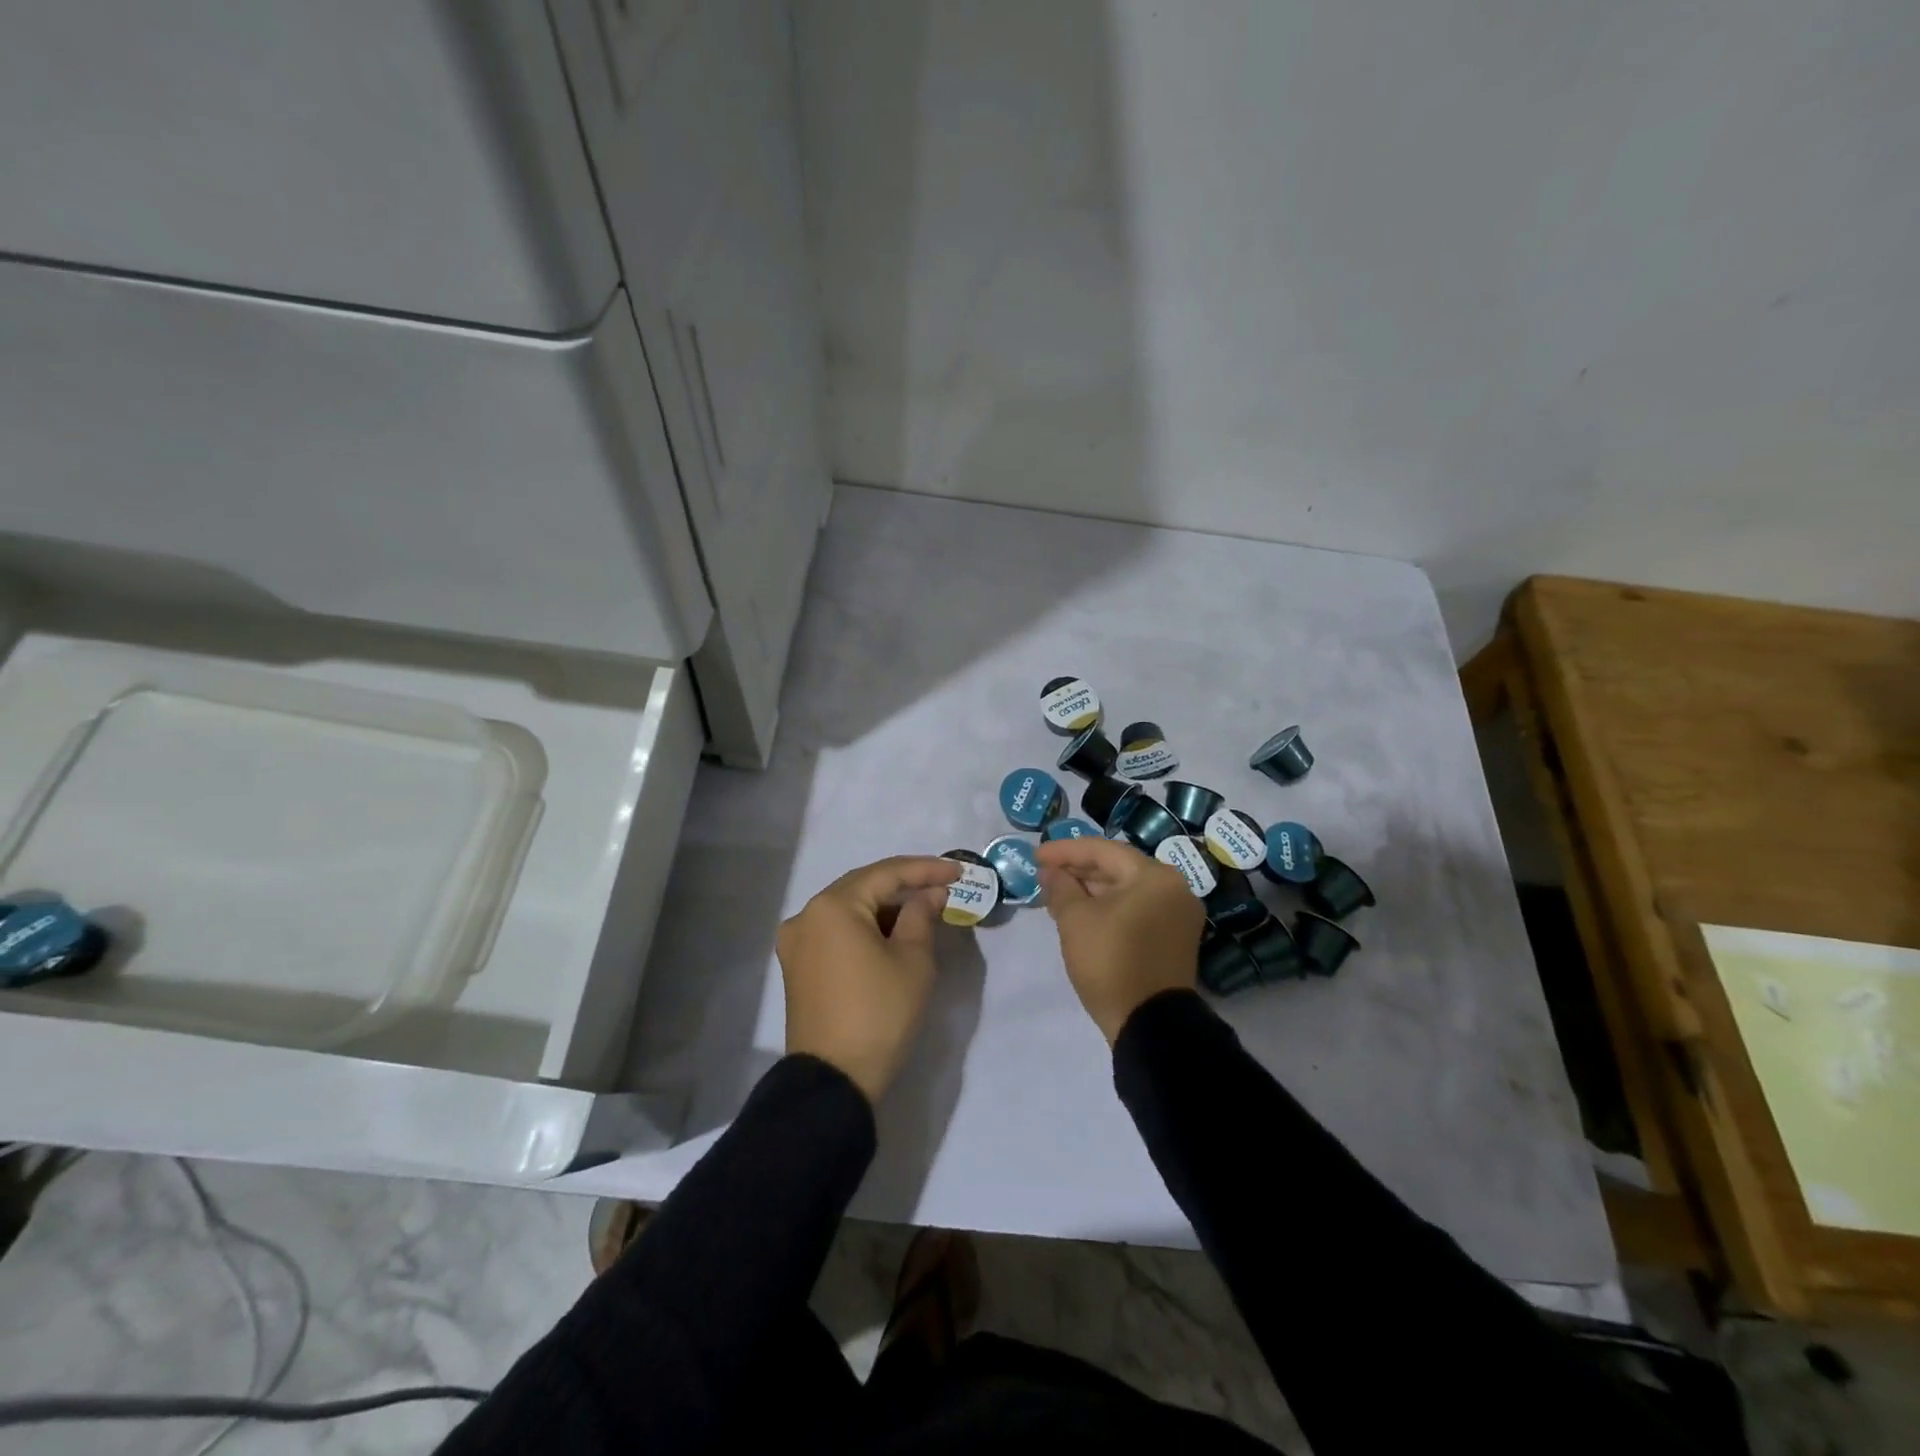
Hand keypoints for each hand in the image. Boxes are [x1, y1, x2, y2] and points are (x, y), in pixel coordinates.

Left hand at [777, 855, 962, 1103]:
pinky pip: (837, 931)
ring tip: (924, 910)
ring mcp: (797, 941)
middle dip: (905, 885)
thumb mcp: (913, 960)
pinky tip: (894, 933)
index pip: (886, 873)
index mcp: (833, 906)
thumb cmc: (879, 1013)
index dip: (926, 870)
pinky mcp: (798, 966)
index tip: (958, 871)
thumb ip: (922, 915)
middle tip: (943, 887)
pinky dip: (866, 927)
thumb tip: (929, 894)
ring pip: (849, 909)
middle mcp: (807, 915)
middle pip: (863, 887)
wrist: (835, 1080)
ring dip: (886, 907)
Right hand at [1036, 837, 1203, 1042]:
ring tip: (1058, 894)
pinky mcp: (1174, 937)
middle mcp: (1174, 888)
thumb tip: (1050, 872)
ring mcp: (1178, 914)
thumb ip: (1061, 887)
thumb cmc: (1111, 962)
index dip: (1065, 851)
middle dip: (1079, 870)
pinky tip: (1082, 913)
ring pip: (1127, 890)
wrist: (1150, 1025)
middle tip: (1045, 875)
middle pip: (1118, 867)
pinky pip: (1137, 909)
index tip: (1036, 856)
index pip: (1103, 850)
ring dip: (1092, 890)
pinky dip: (1109, 907)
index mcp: (1155, 876)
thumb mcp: (1076, 920)